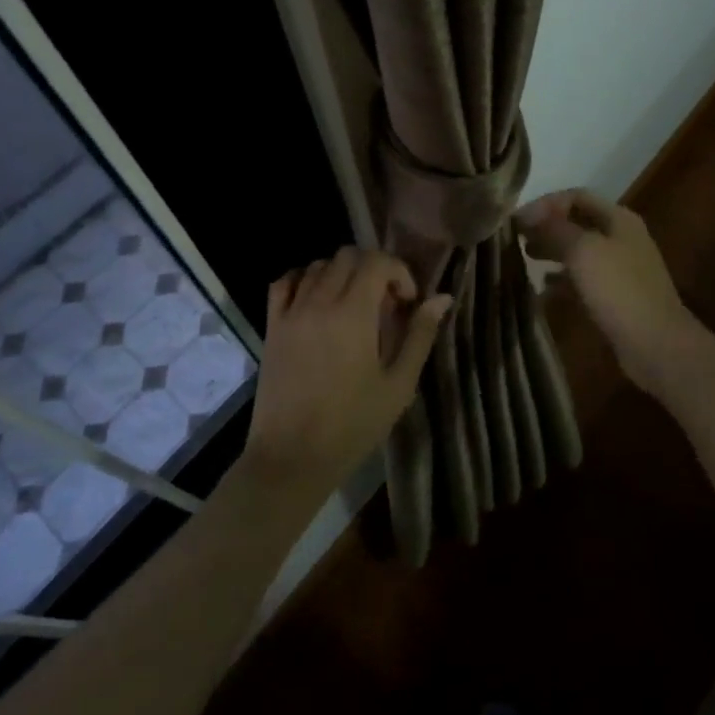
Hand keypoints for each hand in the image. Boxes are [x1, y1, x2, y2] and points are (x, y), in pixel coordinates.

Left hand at [243, 247, 451, 502]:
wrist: (292, 458)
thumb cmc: (352, 425)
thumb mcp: (398, 385)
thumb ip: (420, 335)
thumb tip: (442, 298)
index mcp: (353, 313)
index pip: (377, 262)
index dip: (399, 272)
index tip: (408, 303)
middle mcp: (320, 302)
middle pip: (348, 255)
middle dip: (373, 269)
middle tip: (385, 304)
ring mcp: (291, 312)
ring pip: (318, 265)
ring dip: (342, 274)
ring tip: (354, 305)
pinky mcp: (272, 327)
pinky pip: (284, 283)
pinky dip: (305, 280)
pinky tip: (317, 302)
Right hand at [517, 189, 705, 400]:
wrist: (656, 344)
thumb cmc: (618, 289)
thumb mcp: (583, 250)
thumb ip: (555, 228)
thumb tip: (530, 215)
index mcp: (618, 219)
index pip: (576, 196)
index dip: (545, 203)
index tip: (517, 220)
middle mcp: (621, 238)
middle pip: (578, 222)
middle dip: (546, 227)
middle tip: (515, 238)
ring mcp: (621, 268)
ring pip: (579, 251)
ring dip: (552, 251)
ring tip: (524, 258)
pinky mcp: (616, 297)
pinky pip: (584, 280)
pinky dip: (562, 280)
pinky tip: (543, 289)